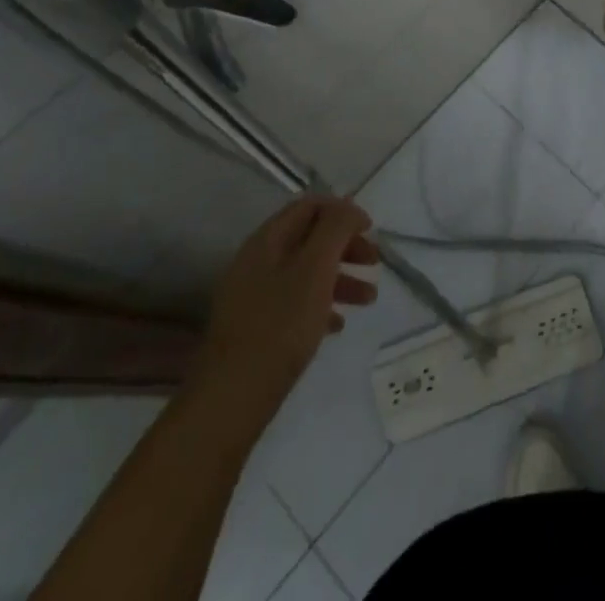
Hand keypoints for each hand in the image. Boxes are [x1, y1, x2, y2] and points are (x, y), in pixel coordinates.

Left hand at [192, 195, 378, 441]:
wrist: (230, 399)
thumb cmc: (279, 326)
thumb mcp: (315, 268)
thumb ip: (335, 229)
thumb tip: (349, 207)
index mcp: (268, 239)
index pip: (309, 205)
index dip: (343, 211)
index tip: (370, 230)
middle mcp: (257, 260)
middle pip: (309, 238)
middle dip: (345, 246)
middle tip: (374, 263)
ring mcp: (253, 295)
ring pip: (305, 272)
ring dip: (340, 278)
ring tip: (369, 299)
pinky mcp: (255, 327)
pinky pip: (294, 303)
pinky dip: (320, 305)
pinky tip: (337, 326)